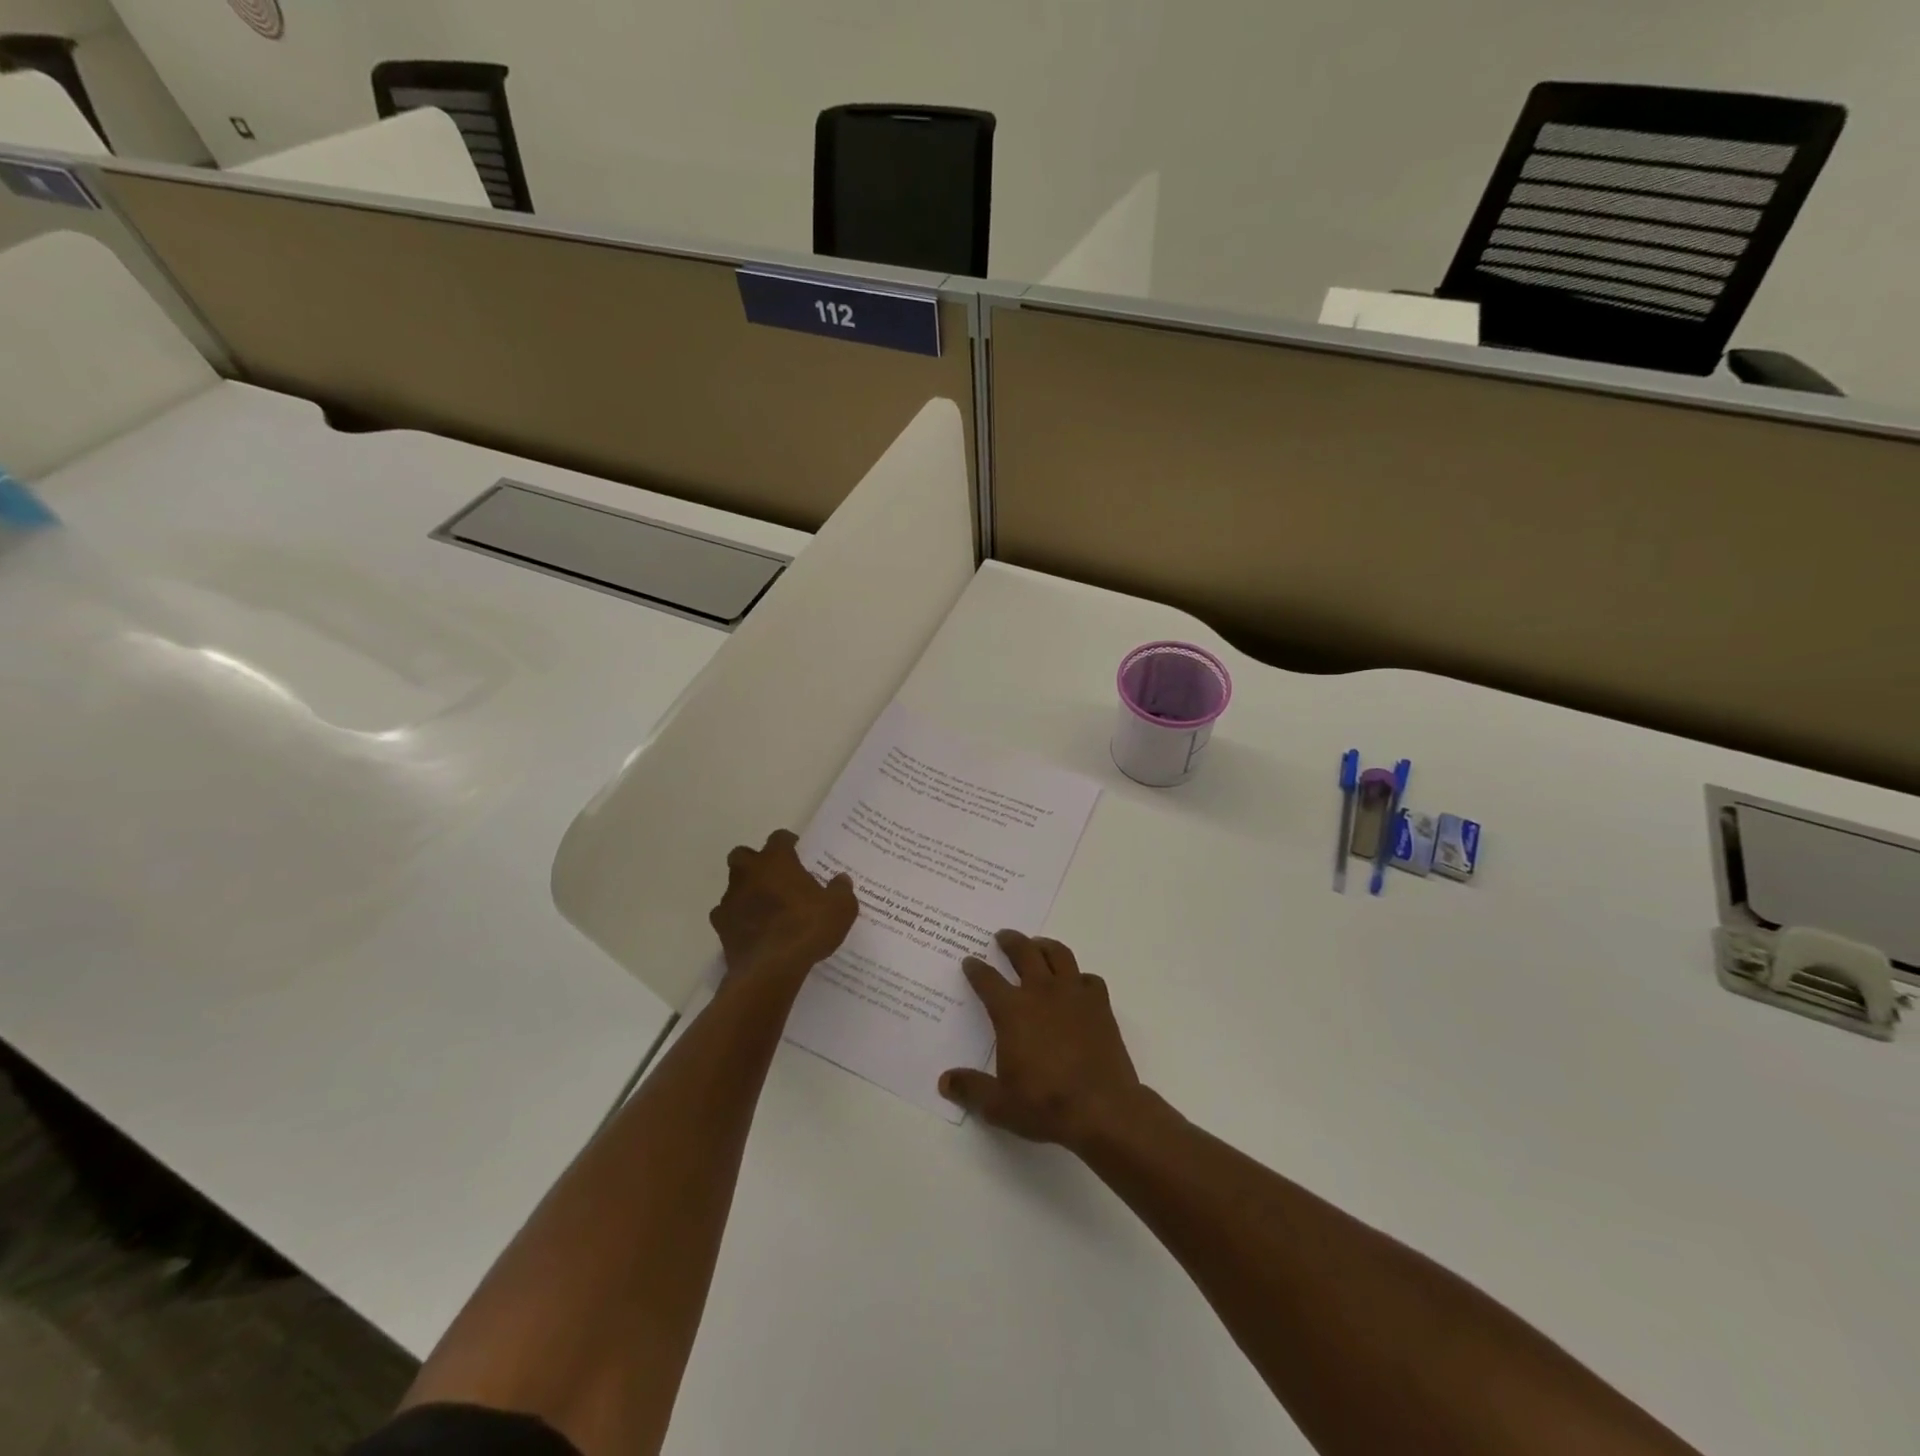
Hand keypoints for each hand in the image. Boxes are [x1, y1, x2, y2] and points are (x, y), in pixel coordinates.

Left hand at [709, 830, 858, 988]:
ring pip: (734, 886)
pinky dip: (738, 919)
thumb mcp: (840, 908)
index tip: (799, 852)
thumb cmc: (807, 928)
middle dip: (756, 862)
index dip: (789, 843)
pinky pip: (728, 915)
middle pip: (744, 855)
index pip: (779, 838)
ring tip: (767, 908)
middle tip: (776, 876)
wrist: (770, 970)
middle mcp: (749, 873)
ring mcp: (731, 900)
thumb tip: (841, 879)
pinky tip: (754, 931)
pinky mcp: (721, 927)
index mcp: (776, 861)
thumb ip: (841, 890)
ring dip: (747, 891)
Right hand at [939, 930, 1143, 1149]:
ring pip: (1059, 955)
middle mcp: (1041, 993)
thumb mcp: (999, 1105)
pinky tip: (1076, 984)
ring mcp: (1074, 995)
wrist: (1102, 1108)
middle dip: (1011, 941)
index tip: (970, 961)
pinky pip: (1089, 979)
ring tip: (1038, 945)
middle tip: (1003, 936)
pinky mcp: (1100, 1005)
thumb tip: (945, 1082)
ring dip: (1045, 946)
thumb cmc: (1045, 1104)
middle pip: (1024, 953)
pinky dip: (1079, 977)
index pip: (988, 980)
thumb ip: (970, 1089)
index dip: (976, 969)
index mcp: (1012, 1011)